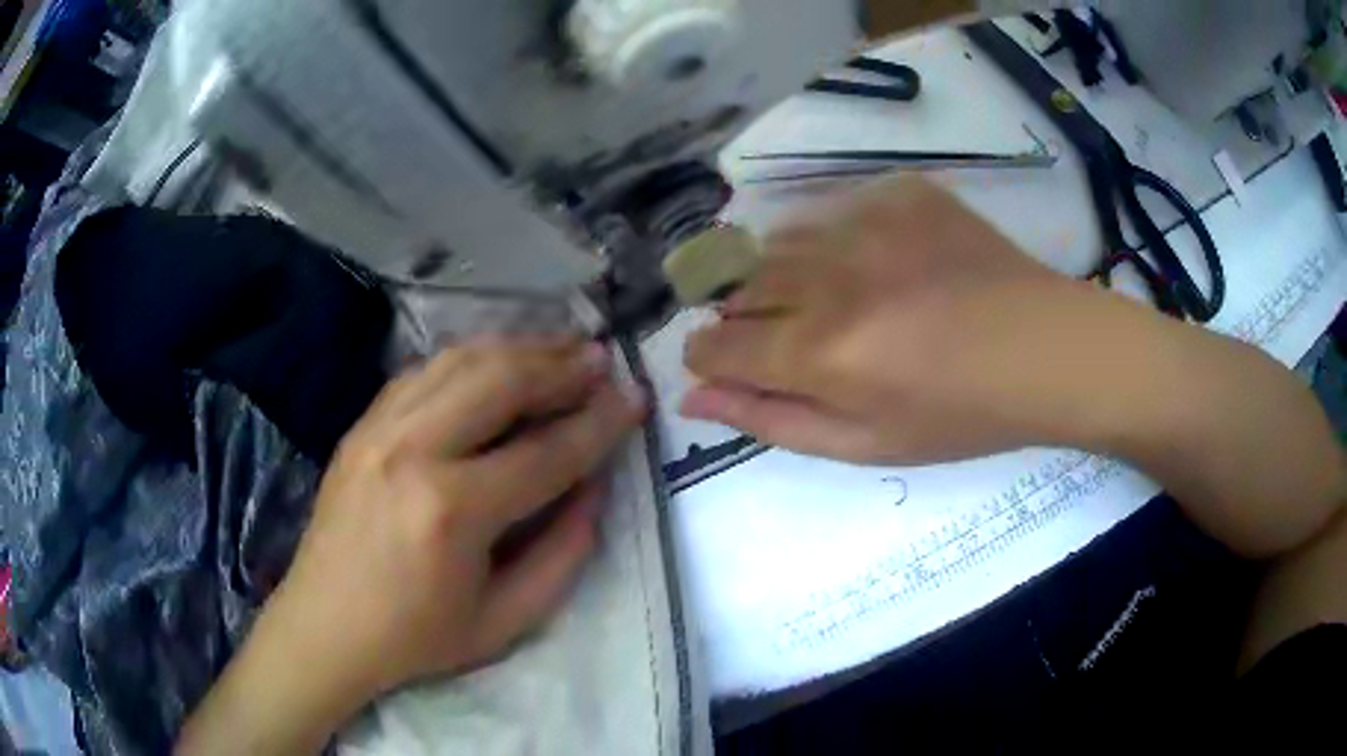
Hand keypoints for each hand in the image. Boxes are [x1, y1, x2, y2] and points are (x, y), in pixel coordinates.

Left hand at [178, 340, 645, 753]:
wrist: (324, 627)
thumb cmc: (416, 638)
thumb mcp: (505, 621)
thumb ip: (562, 554)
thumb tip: (595, 489)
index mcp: (451, 510)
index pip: (546, 452)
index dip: (599, 424)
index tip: (635, 399)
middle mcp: (413, 450)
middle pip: (501, 381)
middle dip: (561, 365)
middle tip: (602, 359)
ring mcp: (379, 428)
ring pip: (461, 361)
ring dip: (519, 348)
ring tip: (562, 348)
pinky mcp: (361, 424)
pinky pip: (424, 370)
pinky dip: (470, 357)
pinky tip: (496, 362)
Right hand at [681, 177, 1120, 464]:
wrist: (1045, 350)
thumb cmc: (960, 414)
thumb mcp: (865, 443)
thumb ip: (772, 418)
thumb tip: (690, 396)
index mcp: (819, 351)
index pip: (714, 345)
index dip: (708, 358)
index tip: (725, 364)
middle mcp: (829, 276)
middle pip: (736, 286)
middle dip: (745, 316)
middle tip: (794, 338)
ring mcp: (865, 221)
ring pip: (777, 239)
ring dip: (786, 272)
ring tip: (836, 297)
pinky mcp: (898, 192)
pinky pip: (833, 209)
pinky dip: (836, 238)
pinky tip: (879, 263)